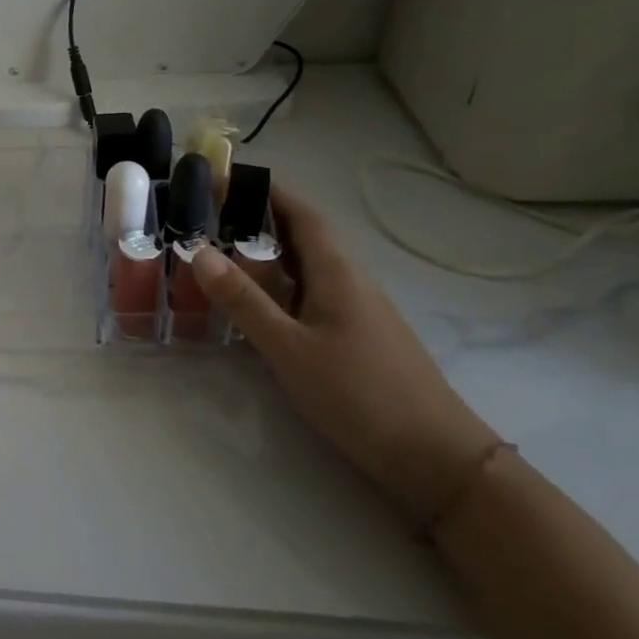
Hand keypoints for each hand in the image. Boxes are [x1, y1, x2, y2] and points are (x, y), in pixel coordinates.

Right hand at [191, 187, 500, 524]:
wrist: (438, 461)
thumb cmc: (360, 395)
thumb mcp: (289, 349)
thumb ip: (244, 301)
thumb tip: (199, 251)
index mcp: (337, 272)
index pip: (301, 213)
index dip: (267, 190)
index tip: (226, 177)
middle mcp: (350, 281)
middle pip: (303, 236)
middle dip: (259, 218)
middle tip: (210, 215)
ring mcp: (359, 311)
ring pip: (307, 267)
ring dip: (269, 251)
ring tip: (222, 251)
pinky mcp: (359, 337)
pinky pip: (312, 293)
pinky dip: (280, 284)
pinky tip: (259, 303)